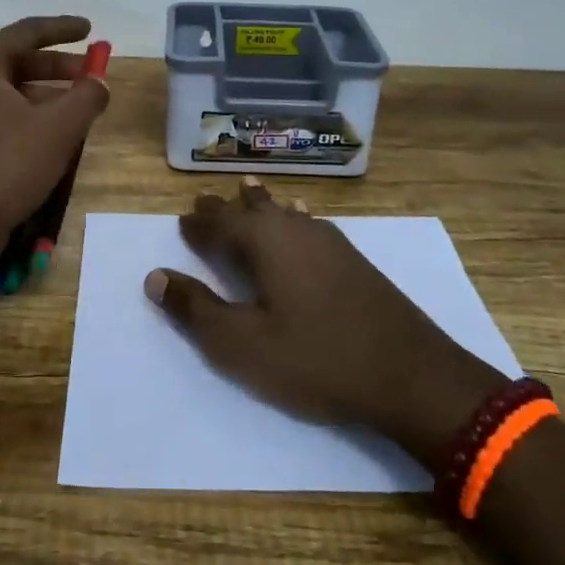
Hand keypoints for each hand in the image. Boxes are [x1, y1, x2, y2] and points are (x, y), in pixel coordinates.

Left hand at [0, 15, 108, 255]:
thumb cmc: (7, 166)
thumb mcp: (59, 127)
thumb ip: (87, 96)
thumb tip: (99, 81)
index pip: (27, 32)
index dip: (63, 29)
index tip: (90, 30)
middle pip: (17, 60)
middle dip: (57, 66)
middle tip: (90, 72)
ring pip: (9, 90)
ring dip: (46, 93)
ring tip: (79, 107)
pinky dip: (28, 114)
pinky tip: (52, 135)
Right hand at [145, 179, 506, 466]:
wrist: (410, 374)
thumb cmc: (316, 359)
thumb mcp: (243, 345)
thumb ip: (196, 310)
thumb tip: (154, 277)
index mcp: (264, 242)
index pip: (218, 224)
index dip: (197, 223)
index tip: (182, 219)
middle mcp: (294, 229)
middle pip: (251, 210)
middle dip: (225, 207)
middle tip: (205, 199)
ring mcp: (329, 241)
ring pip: (283, 212)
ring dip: (260, 205)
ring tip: (247, 190)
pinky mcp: (353, 258)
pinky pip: (309, 223)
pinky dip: (293, 217)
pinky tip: (302, 216)